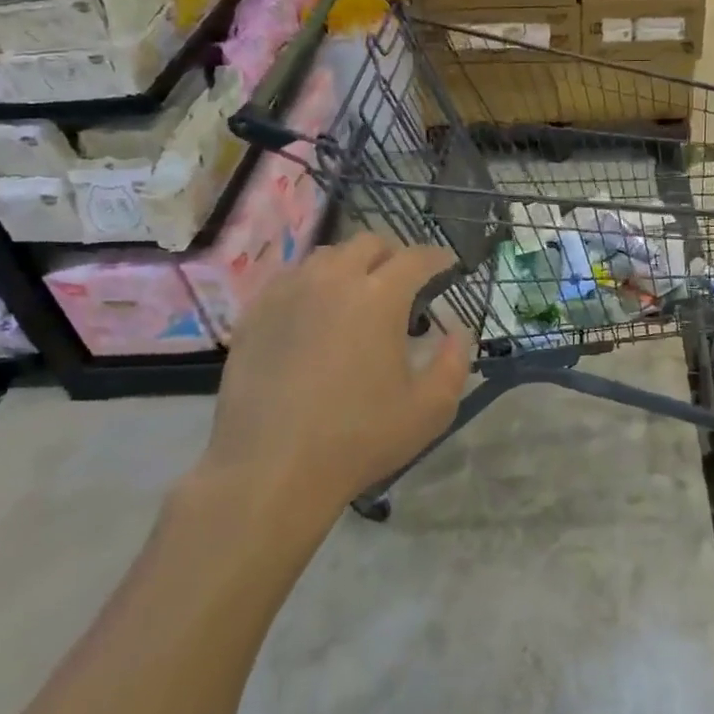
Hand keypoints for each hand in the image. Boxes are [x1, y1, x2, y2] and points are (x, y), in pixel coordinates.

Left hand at [203, 234, 471, 519]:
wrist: (270, 470)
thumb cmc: (358, 439)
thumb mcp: (430, 410)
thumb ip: (455, 363)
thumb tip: (458, 332)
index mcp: (379, 297)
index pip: (416, 257)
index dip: (439, 258)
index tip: (450, 267)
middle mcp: (332, 280)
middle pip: (369, 243)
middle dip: (394, 255)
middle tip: (405, 282)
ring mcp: (288, 294)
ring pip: (326, 256)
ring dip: (352, 265)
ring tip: (359, 296)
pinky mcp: (255, 314)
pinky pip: (290, 279)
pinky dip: (313, 284)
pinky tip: (316, 314)